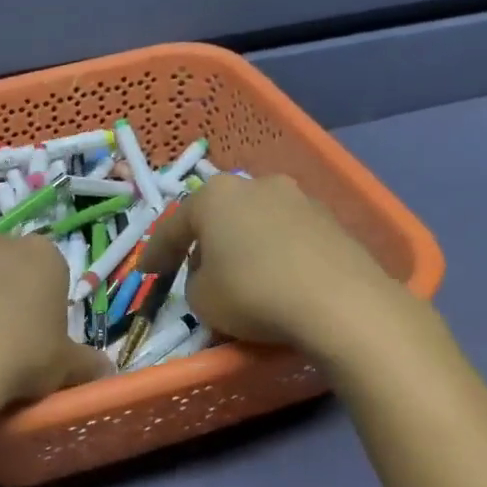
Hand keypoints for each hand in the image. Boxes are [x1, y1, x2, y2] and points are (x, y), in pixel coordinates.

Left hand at [0, 234, 111, 409]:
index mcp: (41, 255)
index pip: (51, 267)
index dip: (47, 299)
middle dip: (7, 291)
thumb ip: (88, 363)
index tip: (42, 331)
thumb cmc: (21, 358)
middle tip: (7, 336)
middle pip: (6, 265)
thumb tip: (105, 370)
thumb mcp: (66, 367)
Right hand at [138, 174, 409, 353]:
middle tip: (196, 271)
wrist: (339, 302)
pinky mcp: (332, 221)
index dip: (156, 253)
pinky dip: (277, 255)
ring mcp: (299, 198)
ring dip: (244, 246)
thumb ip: (194, 281)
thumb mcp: (200, 299)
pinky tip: (278, 281)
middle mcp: (256, 185)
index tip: (147, 273)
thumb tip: (212, 273)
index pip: (174, 225)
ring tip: (241, 277)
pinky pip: (289, 238)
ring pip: (256, 223)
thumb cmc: (252, 293)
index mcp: (214, 195)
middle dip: (206, 242)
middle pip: (219, 216)